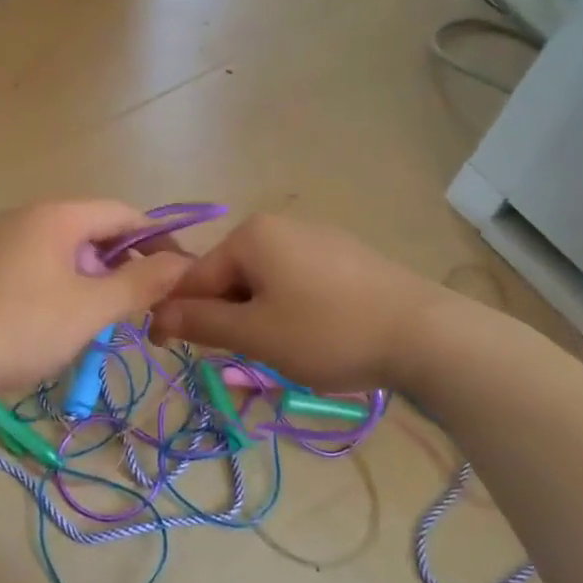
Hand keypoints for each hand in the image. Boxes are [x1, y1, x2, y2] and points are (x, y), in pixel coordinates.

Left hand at [0, 201, 192, 400]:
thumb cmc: (19, 328)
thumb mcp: (89, 309)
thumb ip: (140, 283)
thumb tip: (182, 263)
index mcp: (56, 216)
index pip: (123, 214)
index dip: (158, 241)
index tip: (180, 276)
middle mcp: (27, 217)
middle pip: (94, 232)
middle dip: (124, 266)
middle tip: (143, 308)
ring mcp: (1, 242)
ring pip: (66, 253)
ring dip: (94, 281)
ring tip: (104, 321)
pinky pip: (39, 268)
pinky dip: (63, 288)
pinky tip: (61, 324)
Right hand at [148, 213, 451, 391]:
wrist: (426, 335)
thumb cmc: (327, 332)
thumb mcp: (255, 334)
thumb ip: (200, 322)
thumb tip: (156, 315)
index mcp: (251, 235)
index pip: (194, 276)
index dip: (178, 315)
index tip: (167, 350)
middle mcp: (280, 225)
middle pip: (229, 277)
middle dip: (226, 317)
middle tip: (241, 358)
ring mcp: (316, 238)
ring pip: (262, 283)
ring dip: (256, 317)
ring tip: (280, 352)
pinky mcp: (344, 257)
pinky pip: (295, 282)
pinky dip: (288, 310)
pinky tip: (312, 335)